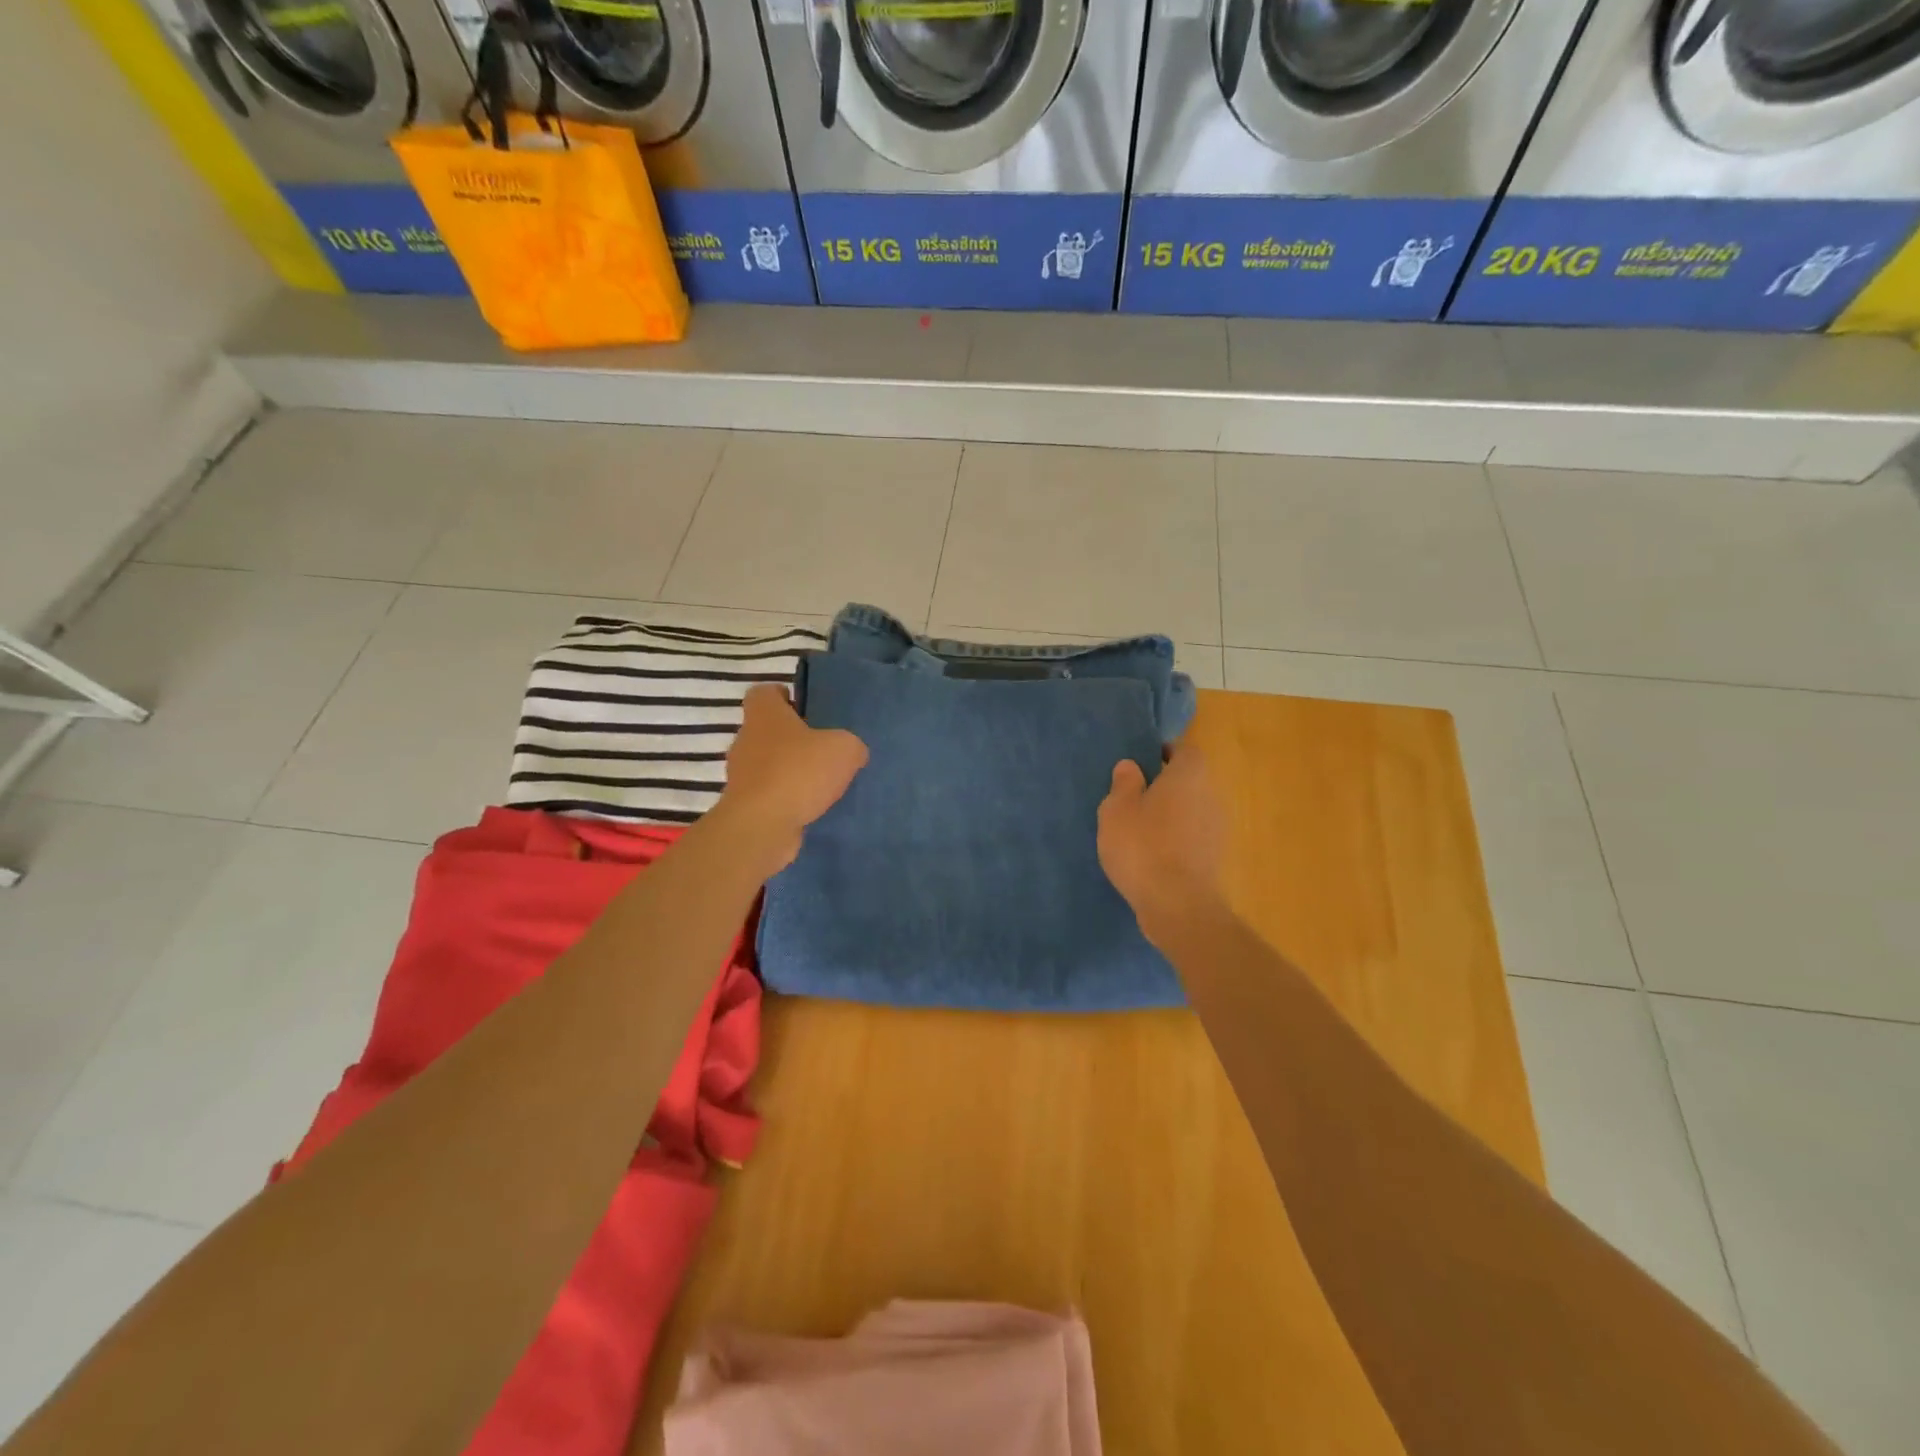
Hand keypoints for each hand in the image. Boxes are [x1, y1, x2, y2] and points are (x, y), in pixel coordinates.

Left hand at [714, 684, 867, 872]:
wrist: (761, 826)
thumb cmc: (799, 772)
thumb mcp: (844, 749)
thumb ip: (851, 744)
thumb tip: (852, 752)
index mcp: (764, 714)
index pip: (764, 692)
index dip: (783, 696)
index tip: (805, 708)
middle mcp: (746, 739)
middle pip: (768, 730)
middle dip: (793, 738)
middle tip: (824, 748)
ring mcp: (741, 774)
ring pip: (768, 763)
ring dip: (791, 770)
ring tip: (822, 782)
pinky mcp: (745, 804)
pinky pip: (769, 793)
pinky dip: (787, 797)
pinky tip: (811, 807)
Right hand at [1097, 743, 1225, 946]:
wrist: (1178, 906)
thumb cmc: (1142, 847)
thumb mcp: (1116, 810)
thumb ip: (1124, 783)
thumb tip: (1131, 766)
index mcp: (1189, 776)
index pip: (1184, 750)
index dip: (1164, 752)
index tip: (1143, 762)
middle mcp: (1211, 796)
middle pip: (1190, 781)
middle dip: (1166, 786)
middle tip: (1134, 797)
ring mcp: (1217, 829)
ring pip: (1192, 810)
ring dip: (1171, 815)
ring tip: (1139, 830)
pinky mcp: (1215, 858)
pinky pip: (1193, 837)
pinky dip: (1176, 840)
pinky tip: (1152, 856)